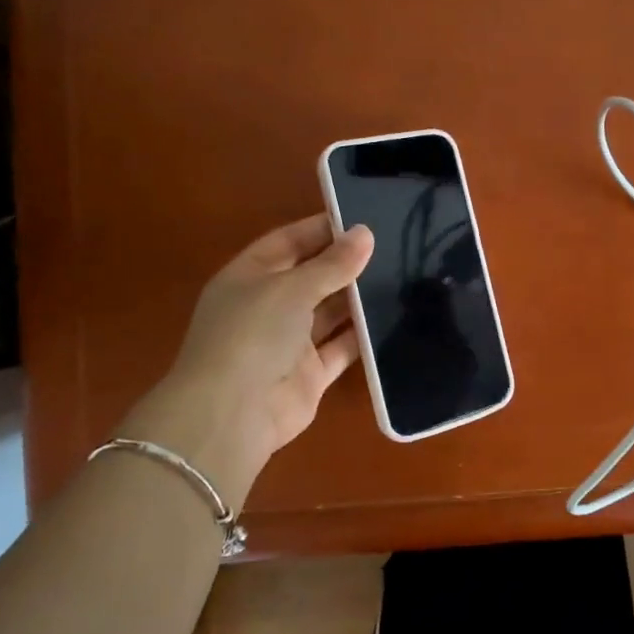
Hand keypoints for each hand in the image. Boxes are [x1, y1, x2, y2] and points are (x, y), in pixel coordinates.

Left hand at [119, 215, 372, 506]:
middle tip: (393, 246)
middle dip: (345, 264)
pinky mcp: (310, 374)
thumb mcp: (292, 288)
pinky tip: (395, 318)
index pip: (288, 242)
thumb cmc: (253, 334)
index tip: (363, 218)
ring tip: (401, 276)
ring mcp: (288, 343)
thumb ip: (332, 264)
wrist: (232, 414)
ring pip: (329, 313)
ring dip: (358, 299)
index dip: (321, 229)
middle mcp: (267, 307)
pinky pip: (341, 348)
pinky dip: (363, 336)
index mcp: (249, 277)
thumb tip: (365, 233)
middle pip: (311, 277)